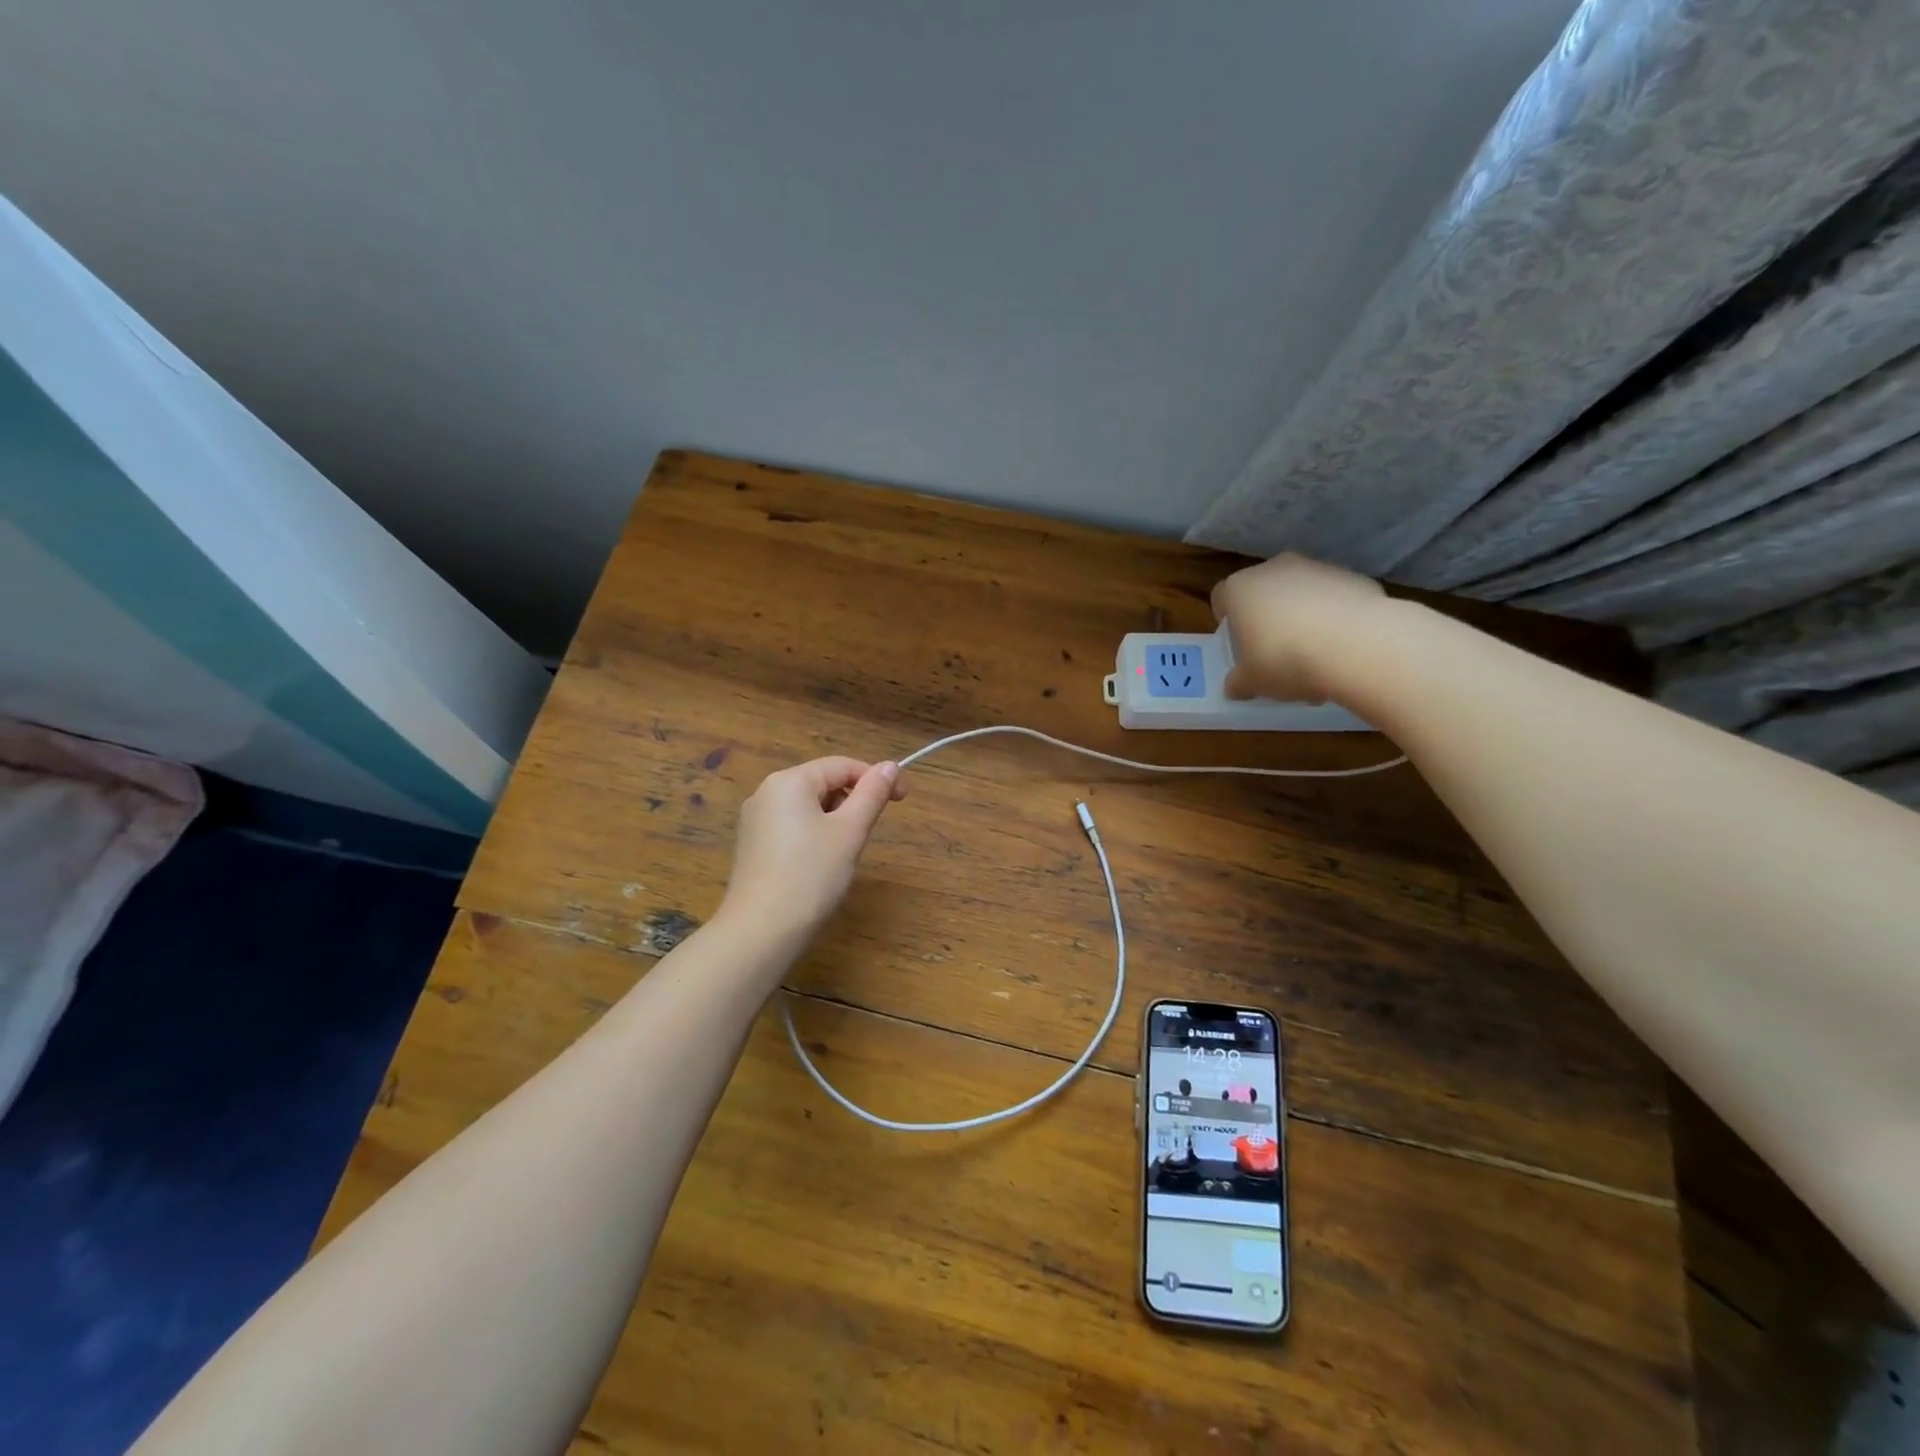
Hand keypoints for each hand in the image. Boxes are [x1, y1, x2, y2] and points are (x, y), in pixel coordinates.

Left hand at [718, 757, 905, 947]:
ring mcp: (755, 820)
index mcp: (789, 781)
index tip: (902, 800)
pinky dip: (814, 835)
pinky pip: (792, 826)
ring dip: (835, 819)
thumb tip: (890, 766)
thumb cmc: (812, 875)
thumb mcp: (850, 831)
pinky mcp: (752, 846)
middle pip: (822, 783)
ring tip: (845, 852)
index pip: (841, 765)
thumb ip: (872, 794)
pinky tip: (820, 865)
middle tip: (869, 833)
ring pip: (808, 806)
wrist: (761, 931)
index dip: (875, 779)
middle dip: (853, 801)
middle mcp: (766, 792)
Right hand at [1210, 553, 1386, 702]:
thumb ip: (1238, 682)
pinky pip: (1335, 598)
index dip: (1227, 617)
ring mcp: (1317, 569)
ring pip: (1301, 592)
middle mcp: (1275, 569)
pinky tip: (1342, 648)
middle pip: (1264, 591)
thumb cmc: (1284, 659)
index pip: (1222, 595)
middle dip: (1268, 617)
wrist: (1355, 645)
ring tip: (1315, 657)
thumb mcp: (1252, 681)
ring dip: (1303, 617)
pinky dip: (1334, 617)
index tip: (1236, 640)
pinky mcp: (1354, 577)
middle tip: (1274, 651)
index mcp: (1240, 588)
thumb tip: (1235, 686)